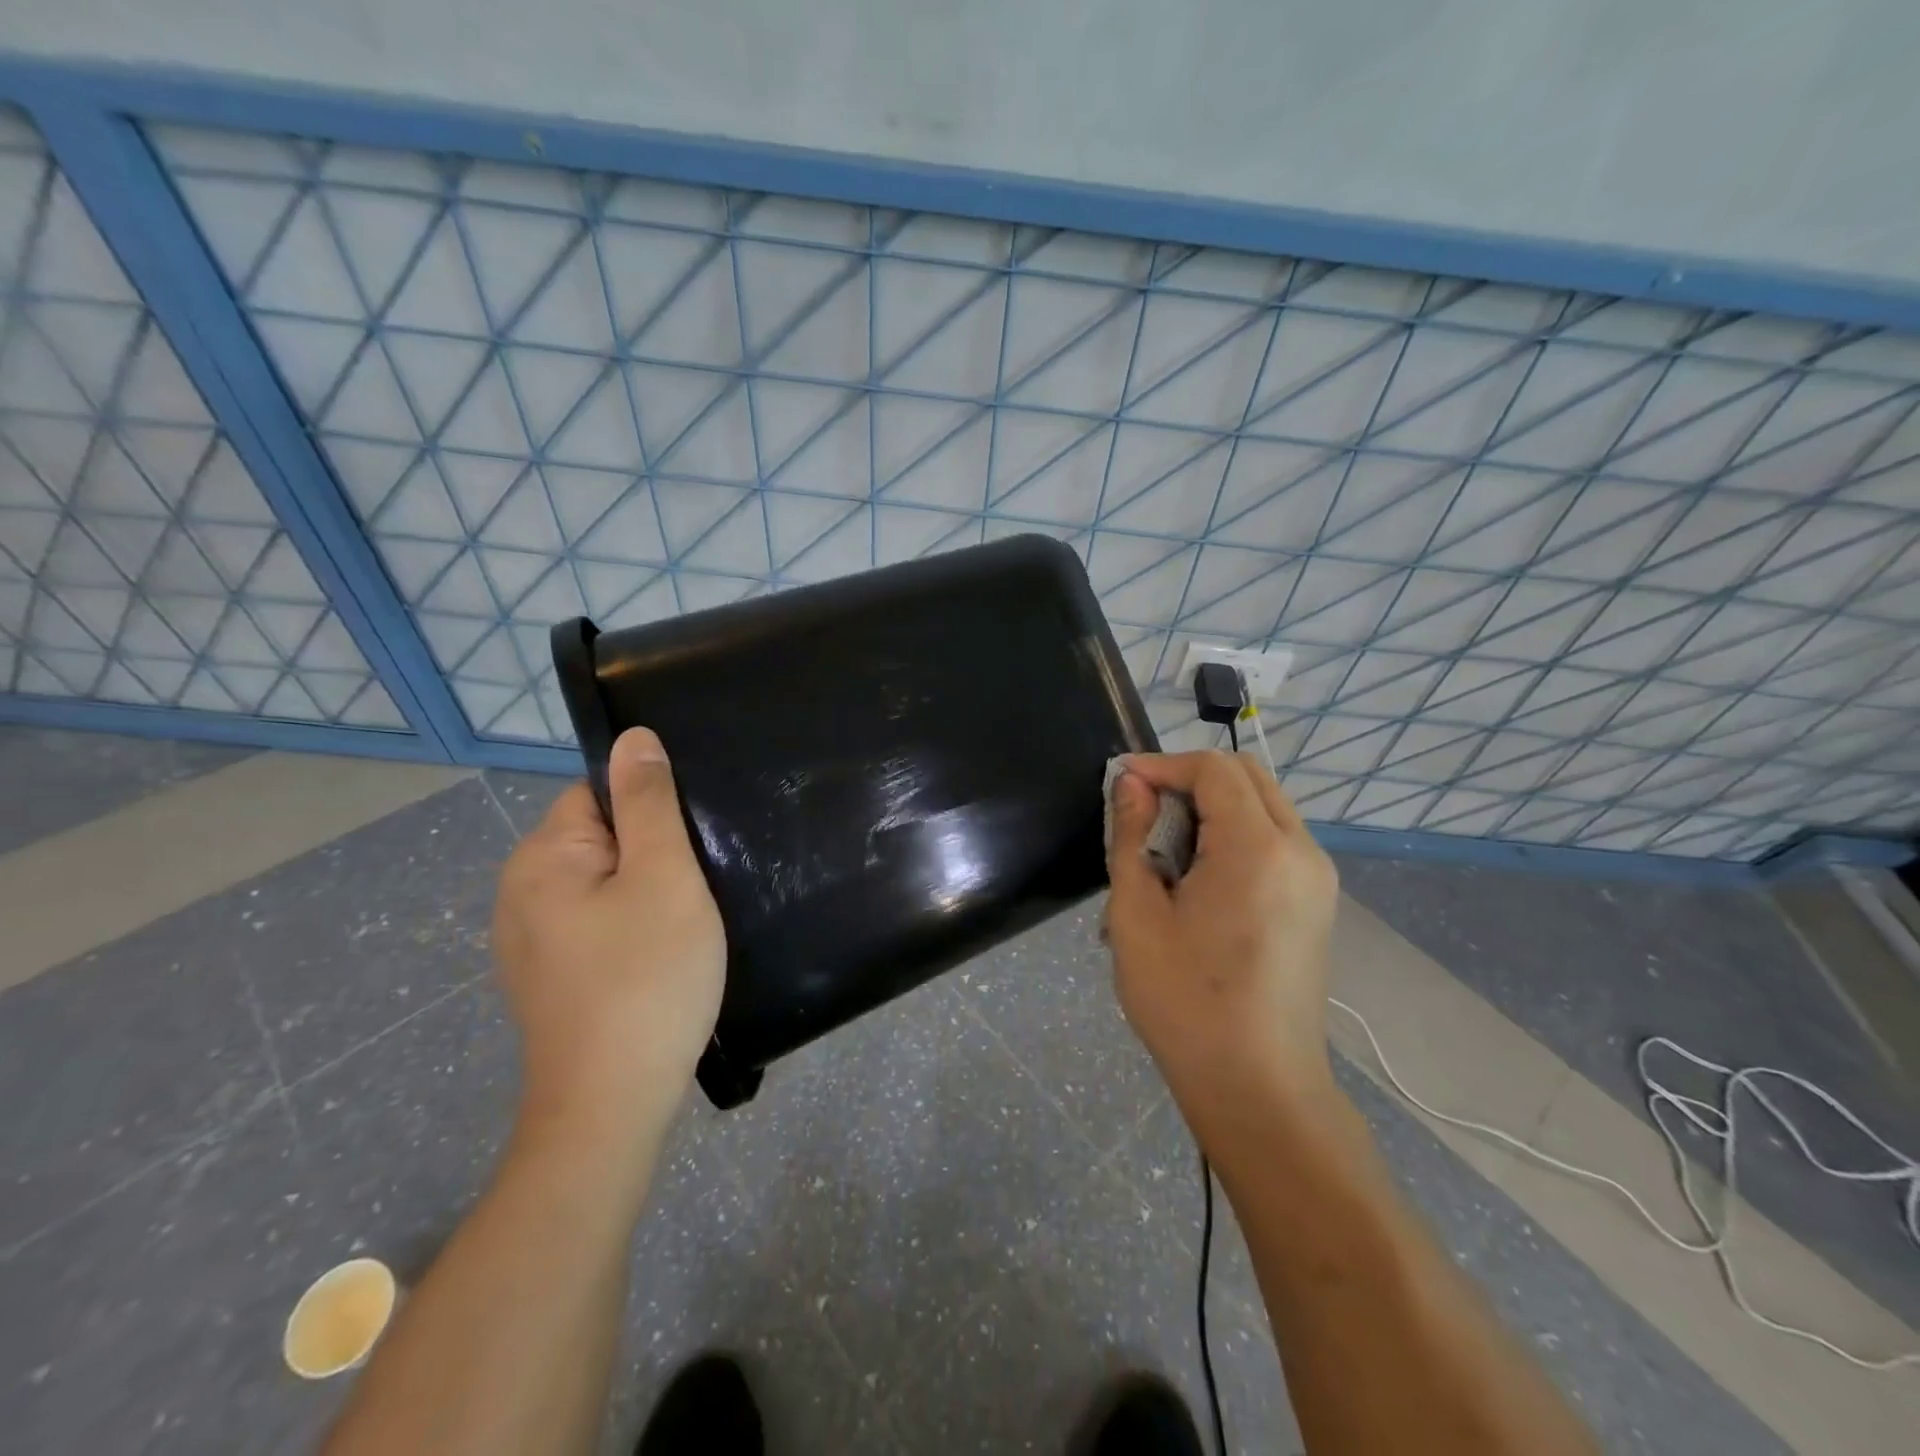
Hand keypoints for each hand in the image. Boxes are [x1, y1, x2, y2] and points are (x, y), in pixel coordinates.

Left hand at [492, 727, 724, 1157]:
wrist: (612, 1105)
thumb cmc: (646, 978)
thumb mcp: (664, 877)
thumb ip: (649, 803)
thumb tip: (634, 738)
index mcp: (541, 857)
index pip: (598, 791)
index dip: (652, 807)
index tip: (694, 841)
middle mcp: (520, 892)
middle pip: (600, 836)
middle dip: (653, 850)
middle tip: (701, 883)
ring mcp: (530, 941)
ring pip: (603, 883)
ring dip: (647, 890)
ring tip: (689, 919)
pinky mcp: (549, 977)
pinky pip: (596, 923)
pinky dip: (631, 926)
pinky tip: (662, 955)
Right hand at [1105, 750, 1339, 1116]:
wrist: (1259, 1088)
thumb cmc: (1186, 1003)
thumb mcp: (1137, 915)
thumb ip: (1132, 836)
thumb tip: (1131, 784)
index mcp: (1257, 848)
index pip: (1213, 769)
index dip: (1162, 765)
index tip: (1121, 785)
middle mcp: (1301, 850)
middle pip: (1246, 776)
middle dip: (1189, 779)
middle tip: (1142, 813)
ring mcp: (1317, 877)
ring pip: (1263, 804)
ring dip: (1212, 806)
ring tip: (1165, 850)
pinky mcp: (1318, 902)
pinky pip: (1275, 839)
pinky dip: (1235, 833)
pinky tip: (1199, 877)